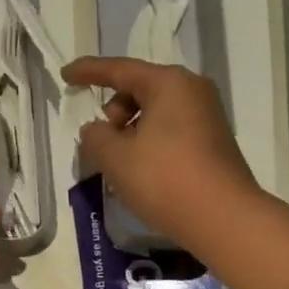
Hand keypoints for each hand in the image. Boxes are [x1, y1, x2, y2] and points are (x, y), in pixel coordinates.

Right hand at [63, 57, 261, 251]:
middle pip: (139, 91)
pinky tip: (141, 174)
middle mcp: (192, 91)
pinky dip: (149, 145)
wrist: (223, 219)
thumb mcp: (115, 157)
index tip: (66, 74)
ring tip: (120, 167)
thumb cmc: (164, 179)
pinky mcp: (212, 143)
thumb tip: (96, 130)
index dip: (88, 72)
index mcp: (169, 83)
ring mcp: (207, 117)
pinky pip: (169, 132)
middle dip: (113, 113)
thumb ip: (95, 137)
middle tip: (102, 146)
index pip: (119, 70)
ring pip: (154, 114)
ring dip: (130, 133)